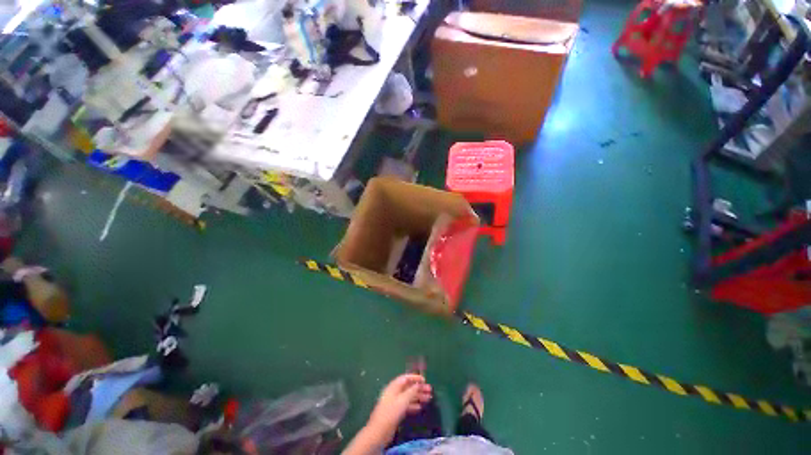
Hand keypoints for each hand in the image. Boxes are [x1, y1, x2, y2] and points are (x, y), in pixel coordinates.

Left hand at [368, 374, 432, 435]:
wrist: (379, 431)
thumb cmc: (391, 412)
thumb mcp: (403, 400)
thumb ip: (411, 391)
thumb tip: (419, 384)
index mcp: (394, 386)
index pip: (405, 378)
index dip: (415, 378)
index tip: (425, 380)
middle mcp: (394, 393)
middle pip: (408, 387)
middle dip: (419, 388)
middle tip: (430, 390)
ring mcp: (394, 403)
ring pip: (408, 397)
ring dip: (418, 397)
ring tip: (428, 399)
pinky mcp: (395, 412)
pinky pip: (406, 405)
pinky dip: (413, 405)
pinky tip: (420, 408)